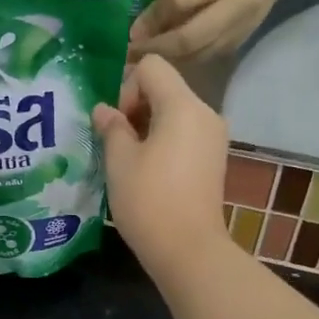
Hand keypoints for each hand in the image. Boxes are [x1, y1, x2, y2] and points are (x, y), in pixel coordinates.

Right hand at [92, 56, 229, 281]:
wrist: (189, 250)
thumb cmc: (149, 201)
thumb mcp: (120, 161)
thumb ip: (111, 127)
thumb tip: (103, 110)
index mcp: (184, 106)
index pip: (152, 67)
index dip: (126, 87)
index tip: (118, 124)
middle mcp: (206, 113)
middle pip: (165, 87)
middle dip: (136, 107)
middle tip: (117, 143)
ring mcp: (214, 137)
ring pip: (175, 111)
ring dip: (148, 125)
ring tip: (130, 159)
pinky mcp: (214, 158)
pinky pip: (185, 132)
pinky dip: (165, 140)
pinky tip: (149, 170)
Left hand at [129, 0, 292, 61]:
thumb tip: (138, 31)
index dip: (152, 19)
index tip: (129, 35)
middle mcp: (233, 8)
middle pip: (188, 38)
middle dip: (156, 49)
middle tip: (131, 58)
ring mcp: (239, 29)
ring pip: (195, 54)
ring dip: (167, 60)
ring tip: (143, 63)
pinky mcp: (238, 45)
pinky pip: (204, 58)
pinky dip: (182, 61)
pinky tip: (166, 60)